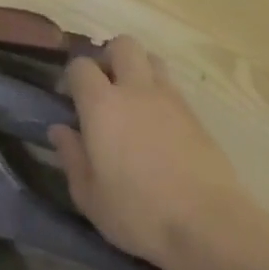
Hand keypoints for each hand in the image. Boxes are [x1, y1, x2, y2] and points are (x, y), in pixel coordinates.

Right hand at [50, 36, 246, 269]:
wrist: (208, 224)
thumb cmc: (138, 213)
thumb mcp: (89, 196)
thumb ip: (72, 157)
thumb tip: (60, 129)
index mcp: (102, 105)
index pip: (81, 66)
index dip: (72, 76)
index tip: (69, 98)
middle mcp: (136, 90)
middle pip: (123, 45)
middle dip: (109, 57)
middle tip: (103, 87)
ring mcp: (171, 99)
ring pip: (152, 60)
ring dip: (138, 70)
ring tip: (132, 102)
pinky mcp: (196, 115)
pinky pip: (172, 88)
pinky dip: (160, 95)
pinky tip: (157, 126)